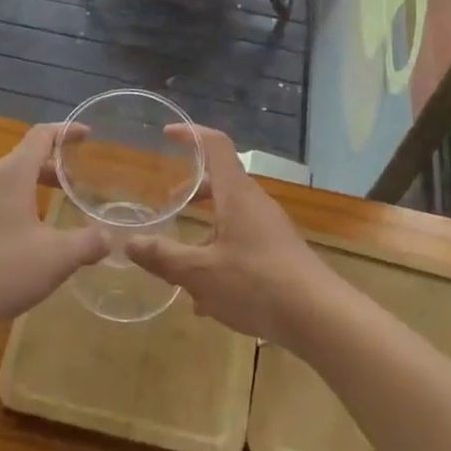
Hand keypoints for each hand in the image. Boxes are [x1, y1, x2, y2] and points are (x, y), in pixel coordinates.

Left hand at [0, 123, 107, 336]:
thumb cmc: (3, 269)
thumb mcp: (57, 257)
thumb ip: (88, 243)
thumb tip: (109, 238)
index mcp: (13, 174)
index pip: (41, 136)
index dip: (66, 131)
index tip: (88, 134)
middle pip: (26, 156)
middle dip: (55, 162)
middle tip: (80, 179)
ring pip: (12, 180)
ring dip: (38, 184)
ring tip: (61, 204)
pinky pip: (1, 200)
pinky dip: (23, 202)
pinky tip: (35, 233)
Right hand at [127, 126, 334, 344]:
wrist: (320, 317)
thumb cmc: (256, 283)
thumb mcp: (199, 273)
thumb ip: (163, 257)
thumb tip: (129, 243)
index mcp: (237, 194)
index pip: (216, 146)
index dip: (191, 135)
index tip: (168, 133)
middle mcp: (255, 204)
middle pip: (222, 183)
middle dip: (193, 191)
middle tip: (169, 204)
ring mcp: (271, 229)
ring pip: (231, 218)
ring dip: (206, 233)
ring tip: (181, 267)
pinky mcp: (280, 254)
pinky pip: (243, 243)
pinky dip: (221, 257)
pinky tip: (207, 301)